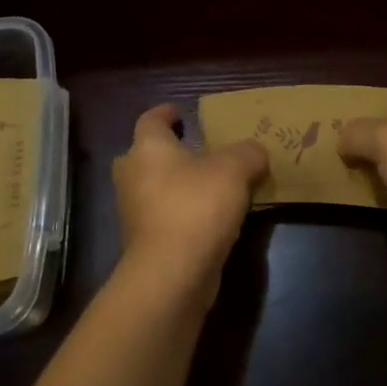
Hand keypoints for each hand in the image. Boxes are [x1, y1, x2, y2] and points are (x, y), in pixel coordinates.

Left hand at [111, 104, 265, 303]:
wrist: (172, 273)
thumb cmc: (197, 205)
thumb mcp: (235, 169)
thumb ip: (248, 153)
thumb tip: (254, 152)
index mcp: (147, 147)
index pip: (150, 119)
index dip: (165, 113)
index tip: (180, 112)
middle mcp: (132, 175)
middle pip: (145, 154)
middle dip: (167, 152)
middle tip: (196, 151)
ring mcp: (133, 211)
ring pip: (153, 188)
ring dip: (176, 185)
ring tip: (210, 185)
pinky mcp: (142, 243)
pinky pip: (162, 216)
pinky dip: (180, 213)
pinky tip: (208, 218)